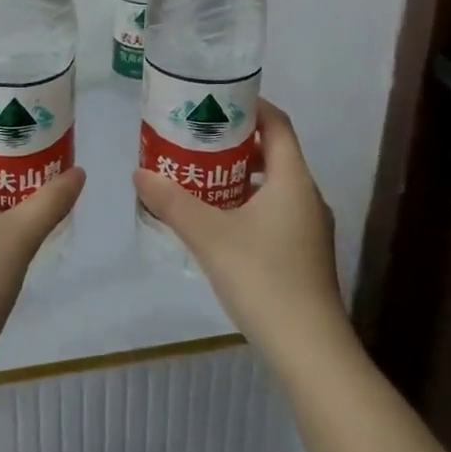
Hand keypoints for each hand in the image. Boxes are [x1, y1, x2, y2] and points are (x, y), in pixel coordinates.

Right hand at [133, 99, 348, 366]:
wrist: (310, 350)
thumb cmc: (263, 278)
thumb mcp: (209, 236)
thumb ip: (172, 202)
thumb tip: (139, 172)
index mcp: (293, 179)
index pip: (277, 123)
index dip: (250, 106)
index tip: (216, 101)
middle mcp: (308, 196)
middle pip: (275, 152)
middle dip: (237, 142)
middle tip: (198, 139)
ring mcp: (311, 228)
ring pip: (276, 185)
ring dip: (242, 175)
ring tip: (203, 177)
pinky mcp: (306, 254)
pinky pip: (278, 211)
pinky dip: (251, 203)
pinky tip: (221, 222)